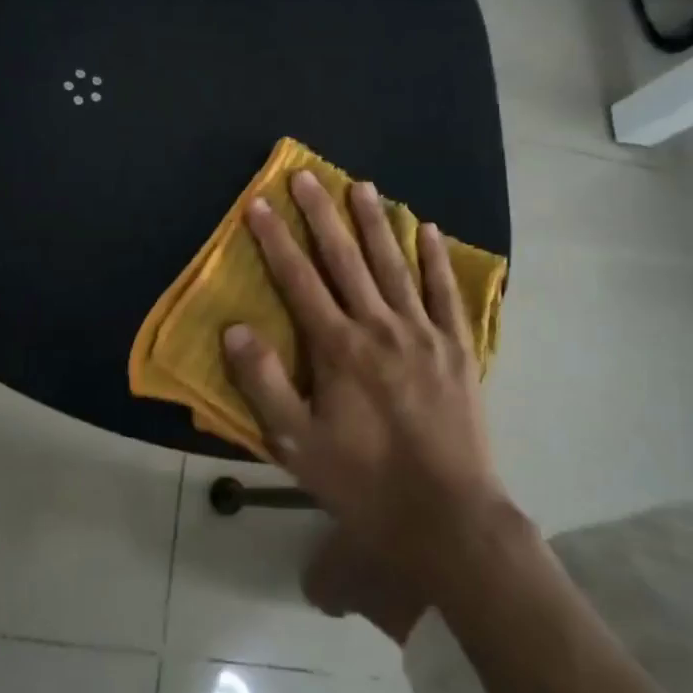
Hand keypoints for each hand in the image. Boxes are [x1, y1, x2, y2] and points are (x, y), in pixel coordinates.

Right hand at [221, 171, 511, 584]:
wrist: (448, 517)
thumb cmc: (363, 482)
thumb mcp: (297, 444)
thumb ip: (263, 383)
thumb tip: (234, 329)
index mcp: (338, 348)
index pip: (299, 280)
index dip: (276, 239)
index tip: (260, 202)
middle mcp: (380, 327)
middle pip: (346, 259)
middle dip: (322, 214)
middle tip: (306, 174)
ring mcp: (424, 334)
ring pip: (395, 265)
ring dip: (376, 222)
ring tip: (362, 185)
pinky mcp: (458, 349)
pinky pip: (446, 293)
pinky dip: (436, 259)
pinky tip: (429, 230)